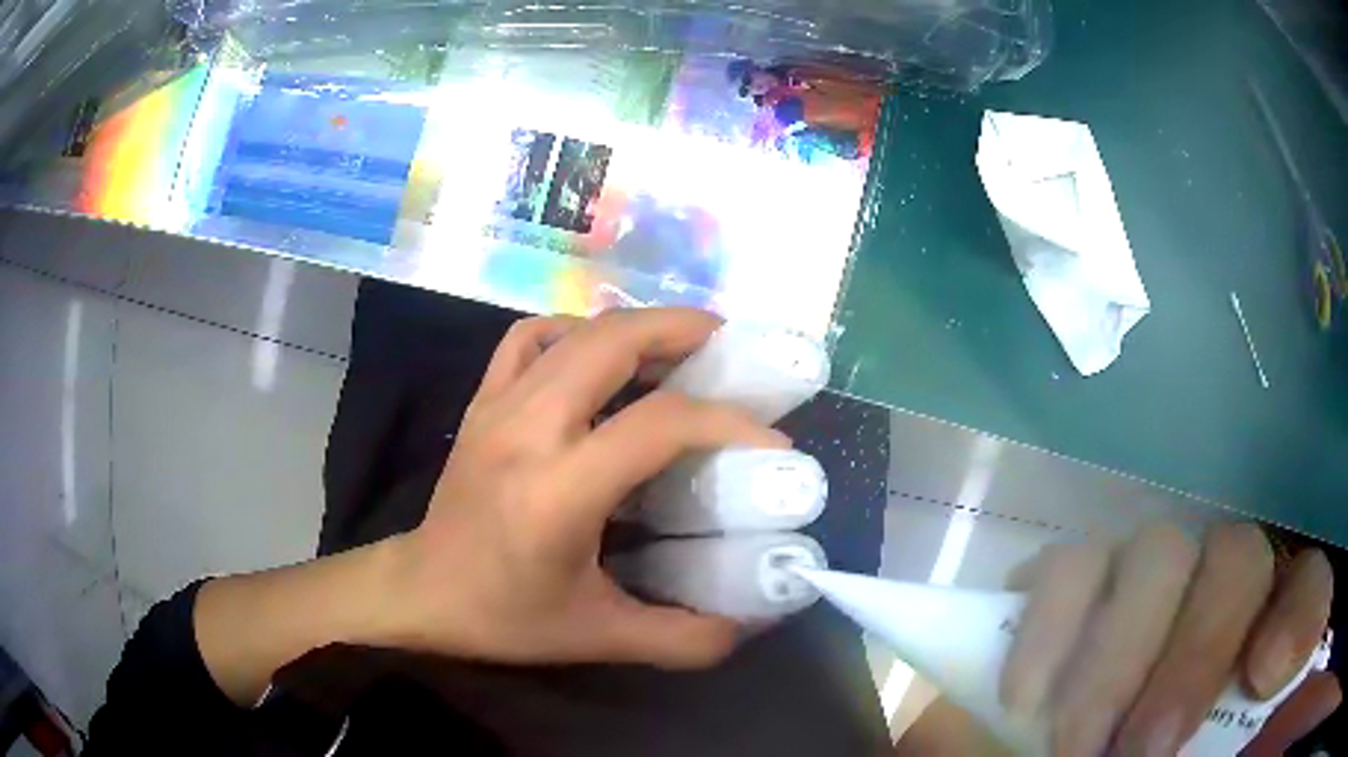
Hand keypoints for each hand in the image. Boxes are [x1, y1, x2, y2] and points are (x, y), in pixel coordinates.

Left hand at [380, 308, 788, 667]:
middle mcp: (526, 431)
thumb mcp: (600, 638)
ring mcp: (497, 406)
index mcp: (558, 492)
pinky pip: (529, 339)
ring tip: (680, 346)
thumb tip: (750, 623)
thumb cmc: (504, 616)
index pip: (656, 425)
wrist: (422, 591)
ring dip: (636, 327)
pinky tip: (599, 355)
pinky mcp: (482, 401)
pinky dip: (573, 331)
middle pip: (612, 343)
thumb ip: (683, 638)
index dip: (725, 422)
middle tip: (730, 346)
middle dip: (681, 330)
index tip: (770, 439)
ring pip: (574, 332)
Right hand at [1001, 523, 1336, 755]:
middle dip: (1191, 659)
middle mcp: (1230, 577)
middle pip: (1237, 560)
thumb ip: (1242, 738)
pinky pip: (1070, 564)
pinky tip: (1024, 696)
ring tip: (1070, 743)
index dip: (1298, 616)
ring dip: (1113, 660)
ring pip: (1155, 554)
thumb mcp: (1223, 747)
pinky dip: (1046, 627)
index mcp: (1274, 623)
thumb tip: (1258, 688)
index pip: (1307, 590)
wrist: (1108, 743)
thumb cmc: (1192, 745)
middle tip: (1136, 752)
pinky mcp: (1091, 573)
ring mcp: (1159, 567)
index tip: (1264, 675)